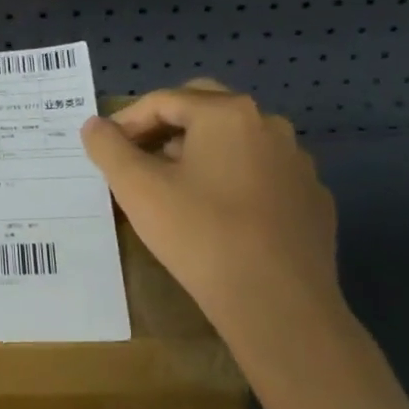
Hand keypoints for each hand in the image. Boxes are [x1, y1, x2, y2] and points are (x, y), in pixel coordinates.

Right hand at [80, 79, 341, 342]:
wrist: (280, 307)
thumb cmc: (201, 235)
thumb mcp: (138, 189)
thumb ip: (108, 148)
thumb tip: (95, 126)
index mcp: (227, 112)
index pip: (164, 101)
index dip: (128, 121)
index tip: (107, 149)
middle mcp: (268, 125)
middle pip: (204, 110)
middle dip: (167, 128)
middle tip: (140, 158)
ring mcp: (297, 162)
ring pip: (237, 142)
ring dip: (202, 153)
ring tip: (177, 188)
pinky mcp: (313, 199)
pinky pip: (264, 175)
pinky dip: (236, 181)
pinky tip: (221, 216)